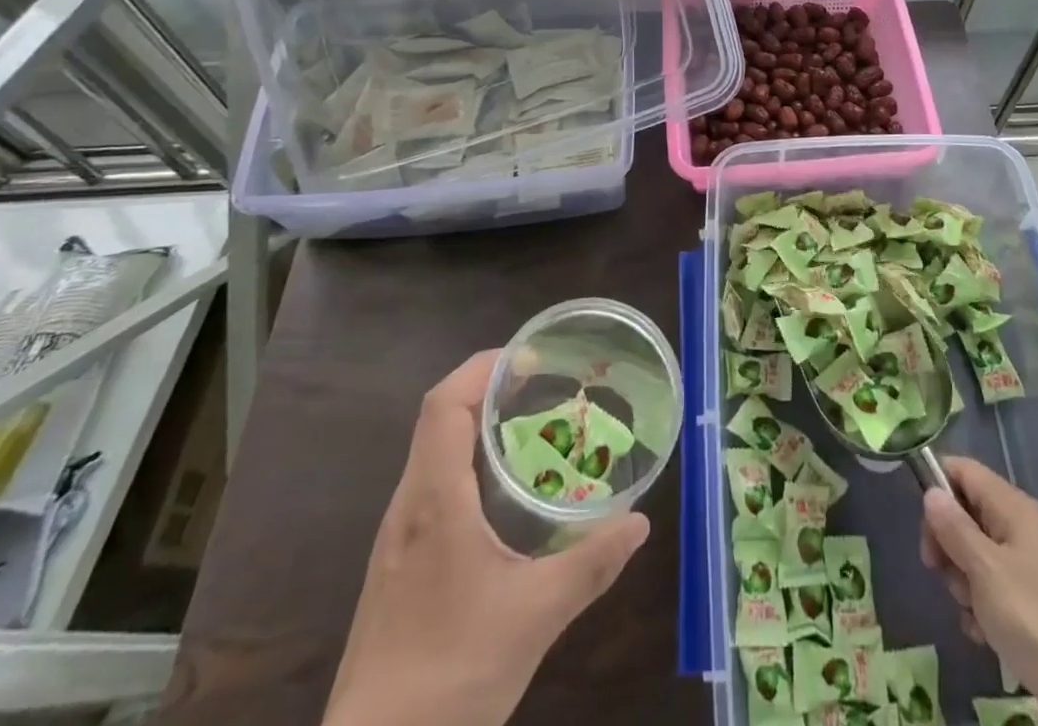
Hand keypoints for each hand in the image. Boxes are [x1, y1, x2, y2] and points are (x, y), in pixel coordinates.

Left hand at [323, 350, 649, 725]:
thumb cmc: (449, 679)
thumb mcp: (535, 618)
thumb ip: (591, 565)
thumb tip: (640, 522)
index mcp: (434, 501)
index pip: (445, 403)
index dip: (485, 368)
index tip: (532, 359)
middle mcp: (408, 506)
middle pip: (439, 418)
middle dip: (490, 389)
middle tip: (545, 387)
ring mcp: (397, 537)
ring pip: (433, 452)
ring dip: (478, 426)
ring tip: (533, 429)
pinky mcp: (397, 565)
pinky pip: (432, 486)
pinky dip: (468, 463)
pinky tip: (504, 496)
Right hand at [920, 456, 1037, 725]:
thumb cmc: (1035, 618)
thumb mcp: (985, 569)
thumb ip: (954, 528)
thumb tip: (930, 492)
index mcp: (1012, 507)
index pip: (963, 470)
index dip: (937, 485)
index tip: (923, 524)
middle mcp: (1018, 527)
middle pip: (965, 512)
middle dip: (946, 542)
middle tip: (940, 572)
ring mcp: (1025, 565)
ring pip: (973, 553)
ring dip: (961, 581)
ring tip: (971, 610)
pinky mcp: (1029, 601)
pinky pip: (989, 588)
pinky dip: (979, 607)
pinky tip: (983, 633)